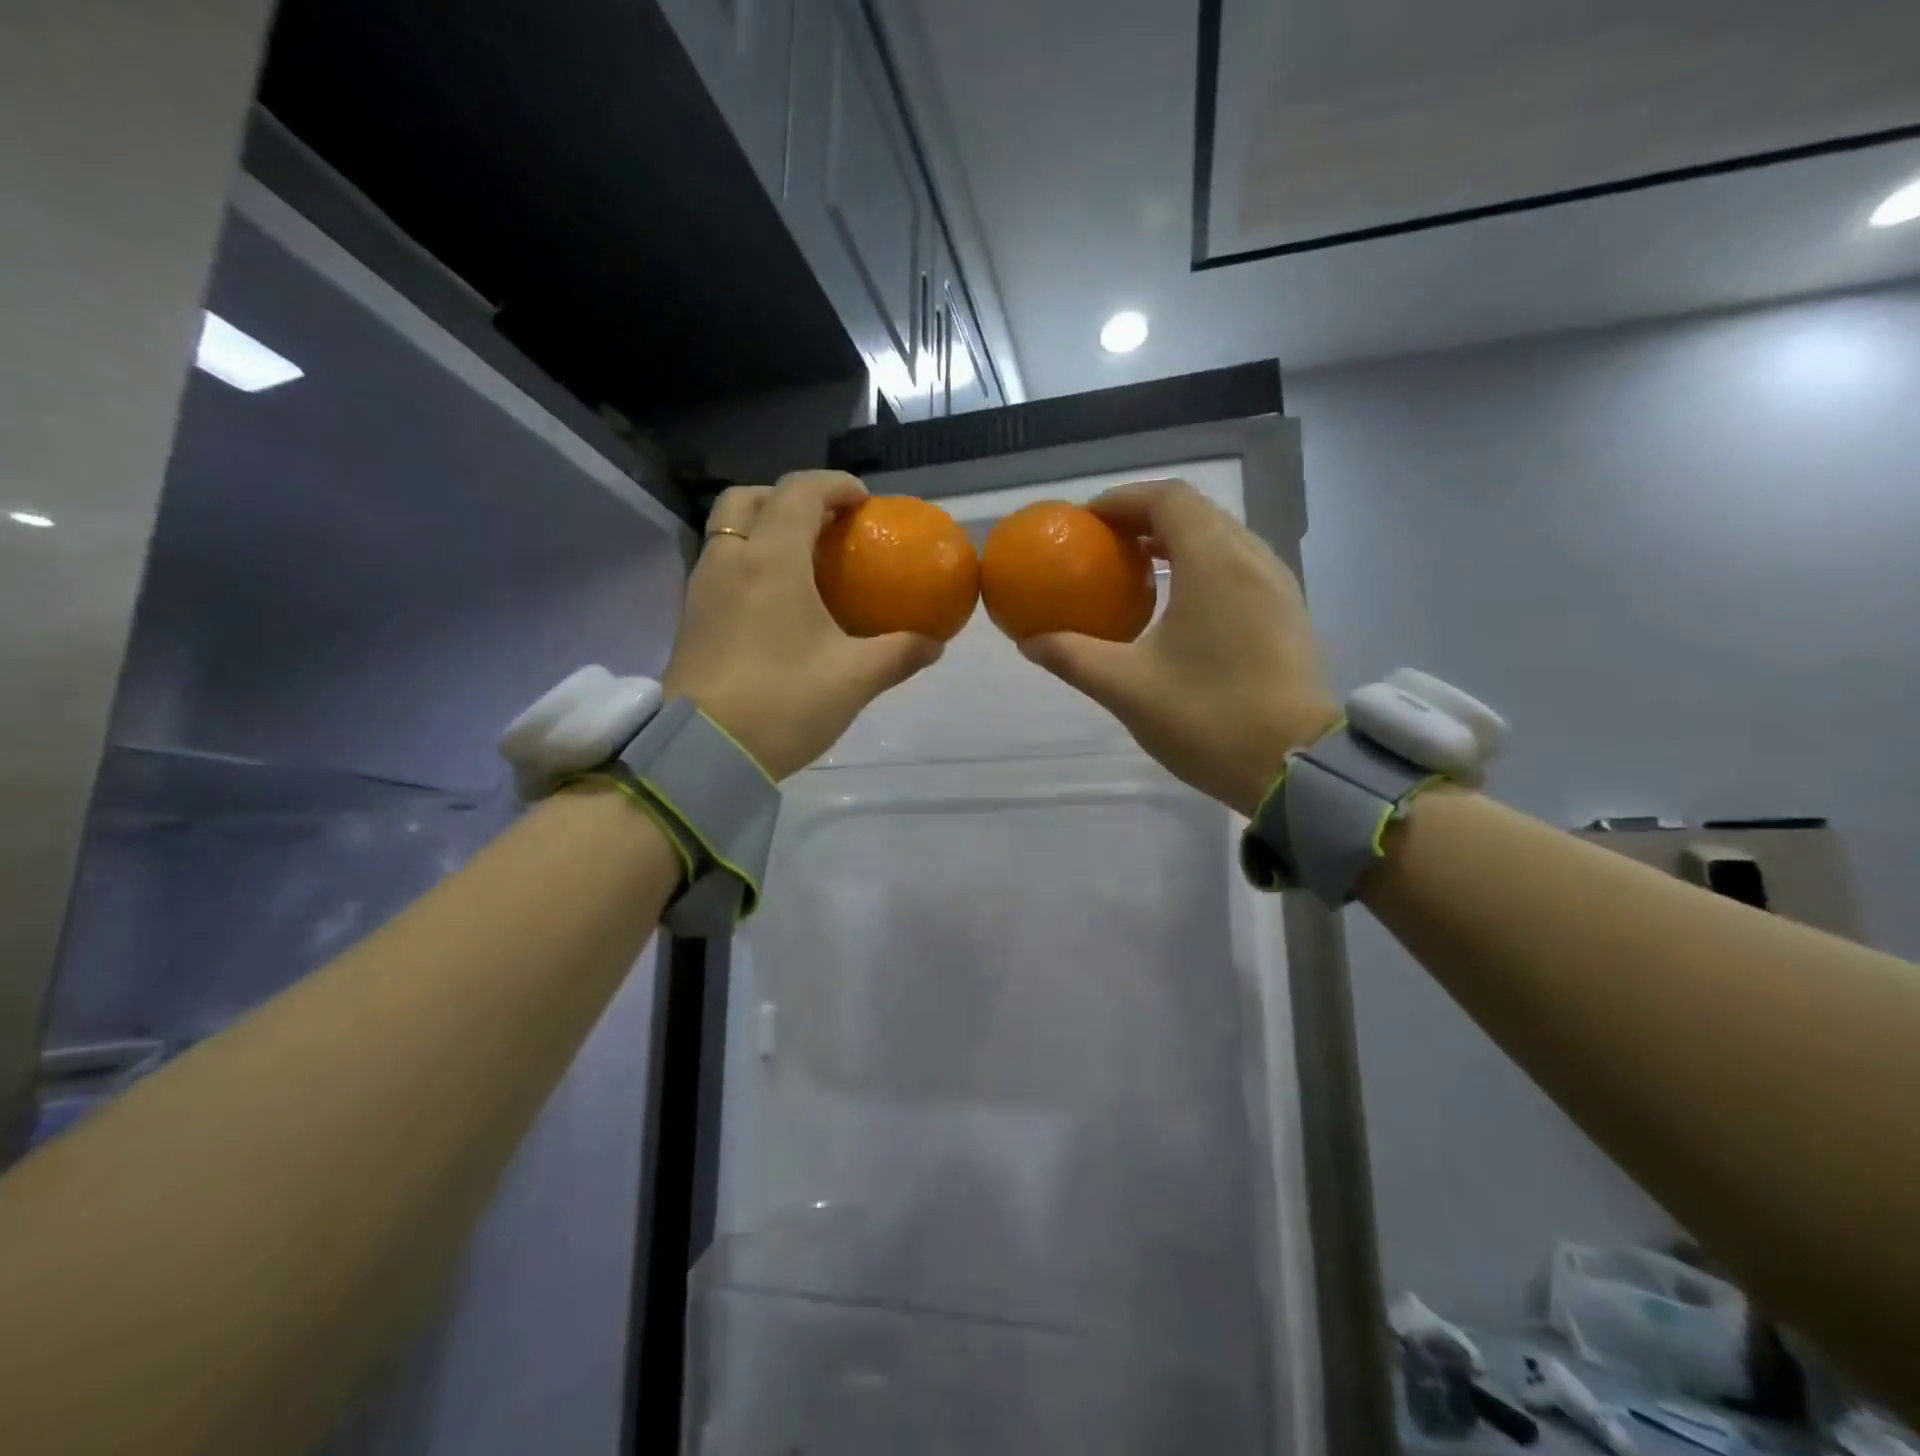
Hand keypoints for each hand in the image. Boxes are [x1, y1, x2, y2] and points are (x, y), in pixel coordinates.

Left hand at [662, 471, 942, 779]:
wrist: (703, 753)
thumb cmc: (783, 703)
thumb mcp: (855, 679)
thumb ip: (899, 654)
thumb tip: (934, 643)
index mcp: (771, 560)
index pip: (799, 492)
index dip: (834, 486)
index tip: (862, 503)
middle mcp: (730, 561)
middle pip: (747, 498)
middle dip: (786, 498)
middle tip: (821, 526)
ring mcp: (702, 590)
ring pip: (726, 531)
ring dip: (761, 529)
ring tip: (800, 564)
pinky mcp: (690, 620)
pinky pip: (719, 567)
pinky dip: (746, 563)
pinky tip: (773, 604)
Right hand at [1020, 479, 1338, 815]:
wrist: (1295, 767)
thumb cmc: (1208, 717)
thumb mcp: (1126, 688)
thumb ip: (1072, 656)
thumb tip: (1029, 642)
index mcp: (1214, 563)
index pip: (1168, 499)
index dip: (1123, 500)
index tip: (1085, 521)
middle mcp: (1252, 559)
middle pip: (1196, 513)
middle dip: (1145, 518)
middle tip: (1103, 544)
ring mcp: (1277, 586)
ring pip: (1222, 538)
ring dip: (1176, 542)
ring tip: (1135, 570)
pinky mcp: (1288, 613)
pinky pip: (1239, 567)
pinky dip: (1201, 566)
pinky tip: (1178, 605)